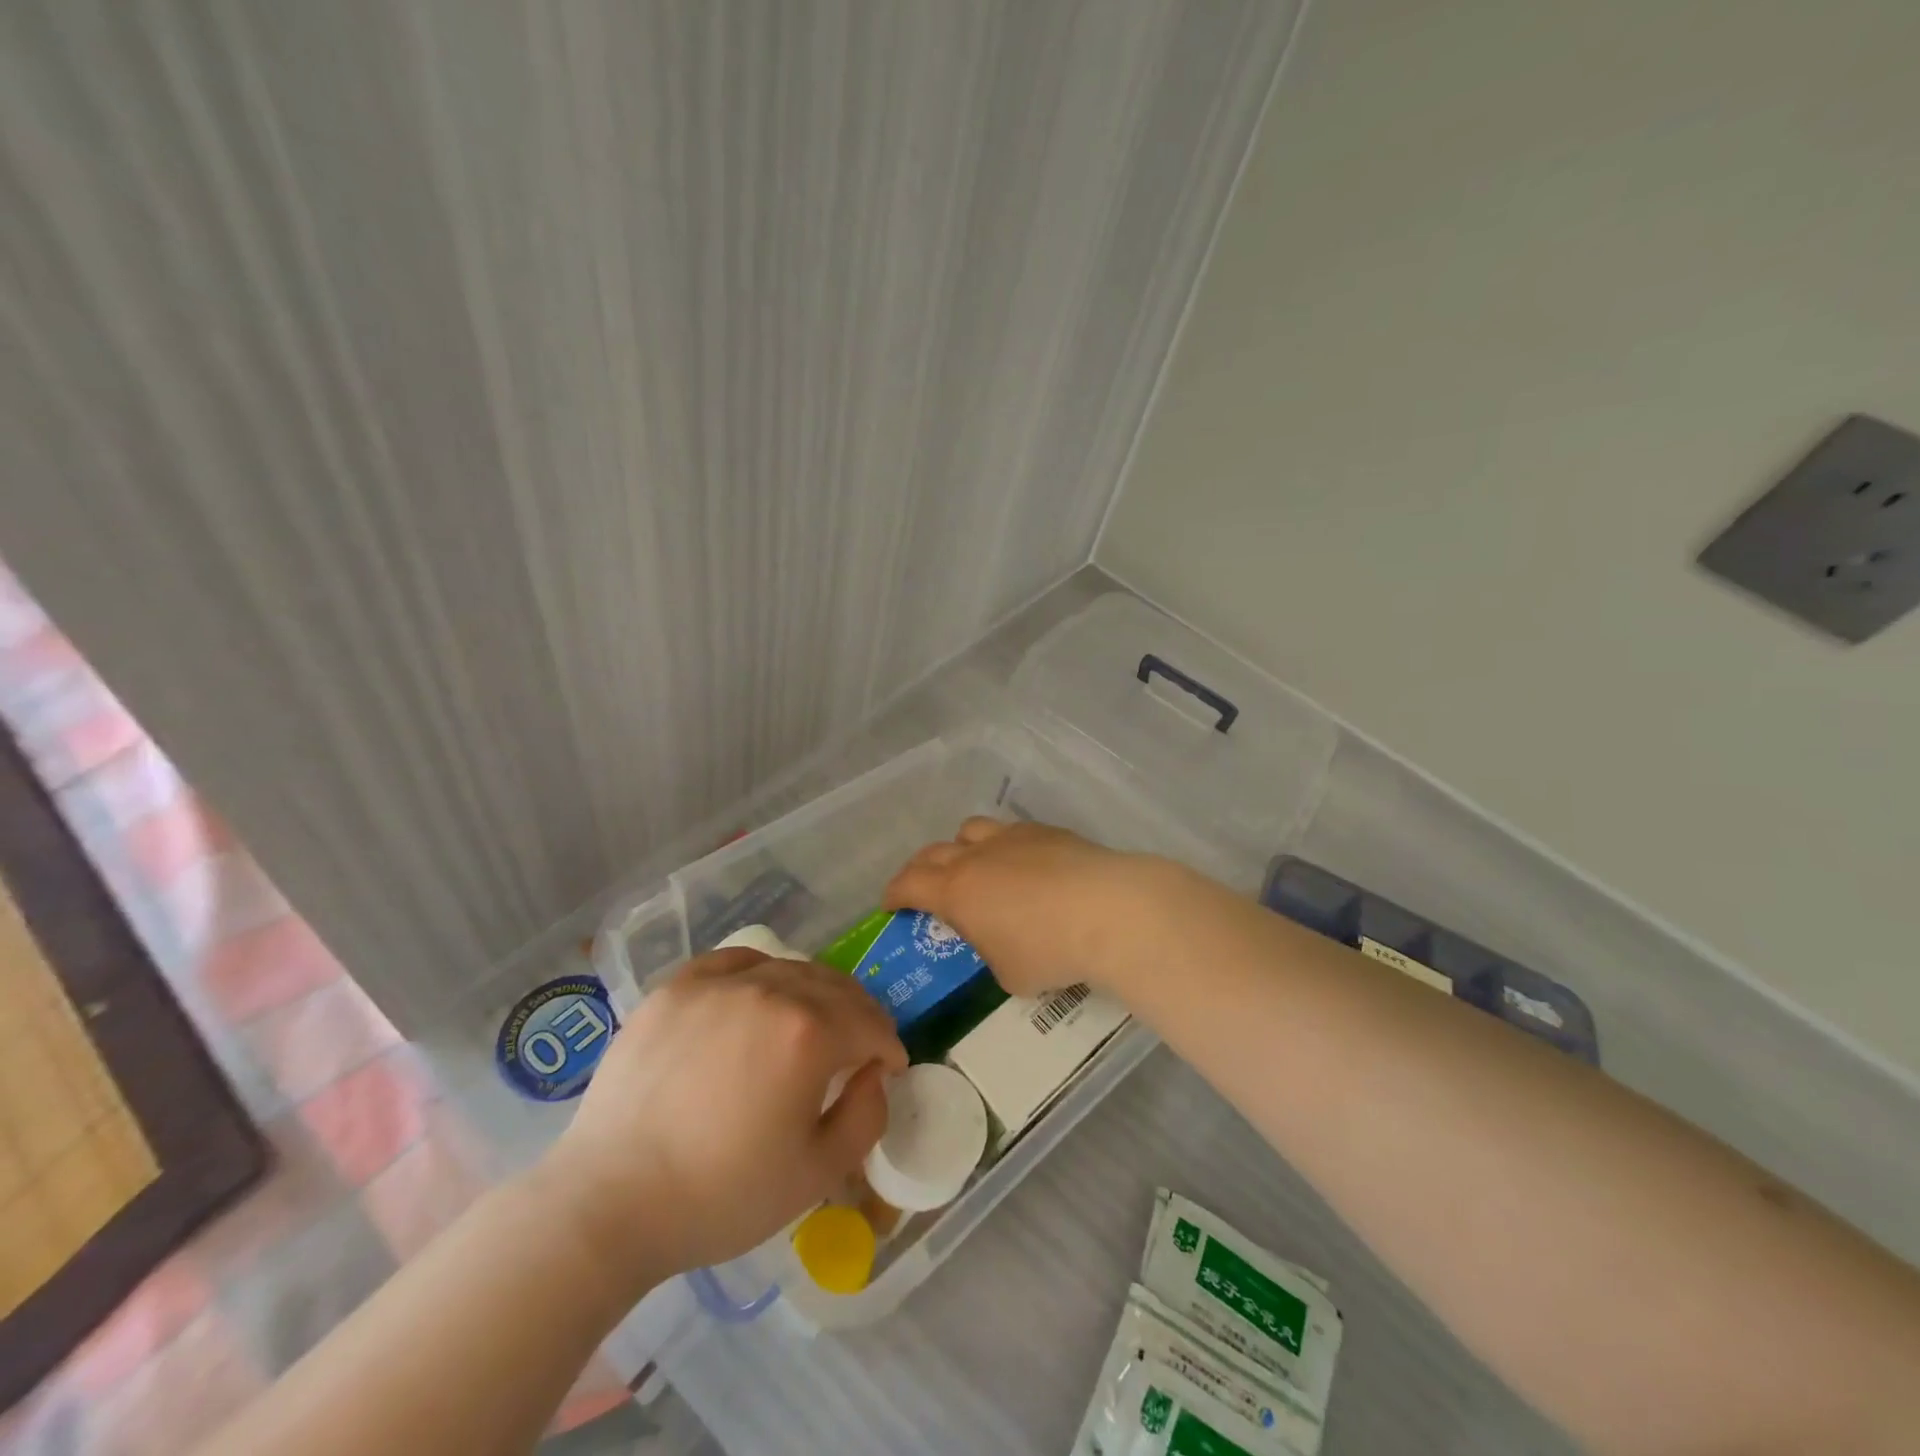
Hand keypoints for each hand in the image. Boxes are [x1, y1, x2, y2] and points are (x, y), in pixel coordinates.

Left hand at [540, 947, 905, 1291]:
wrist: (609, 1203)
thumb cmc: (720, 1196)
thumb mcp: (816, 1174)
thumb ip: (867, 1116)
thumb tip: (874, 1073)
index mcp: (809, 1033)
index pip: (870, 1024)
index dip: (888, 1047)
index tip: (888, 1067)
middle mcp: (770, 991)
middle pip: (836, 988)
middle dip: (859, 1015)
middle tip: (859, 1045)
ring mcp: (719, 984)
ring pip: (789, 969)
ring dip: (814, 993)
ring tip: (810, 1022)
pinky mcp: (676, 987)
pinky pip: (736, 962)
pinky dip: (761, 973)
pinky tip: (758, 996)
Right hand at [884, 817, 1162, 997]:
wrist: (1109, 911)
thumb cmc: (1049, 951)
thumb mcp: (1008, 974)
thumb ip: (991, 953)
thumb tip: (998, 943)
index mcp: (956, 891)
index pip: (908, 884)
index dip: (894, 894)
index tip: (890, 905)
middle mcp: (976, 856)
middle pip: (933, 852)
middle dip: (920, 869)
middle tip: (924, 888)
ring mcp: (1012, 837)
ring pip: (970, 830)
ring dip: (961, 848)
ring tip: (974, 868)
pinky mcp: (1046, 831)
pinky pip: (1011, 832)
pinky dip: (1004, 847)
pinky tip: (1024, 866)